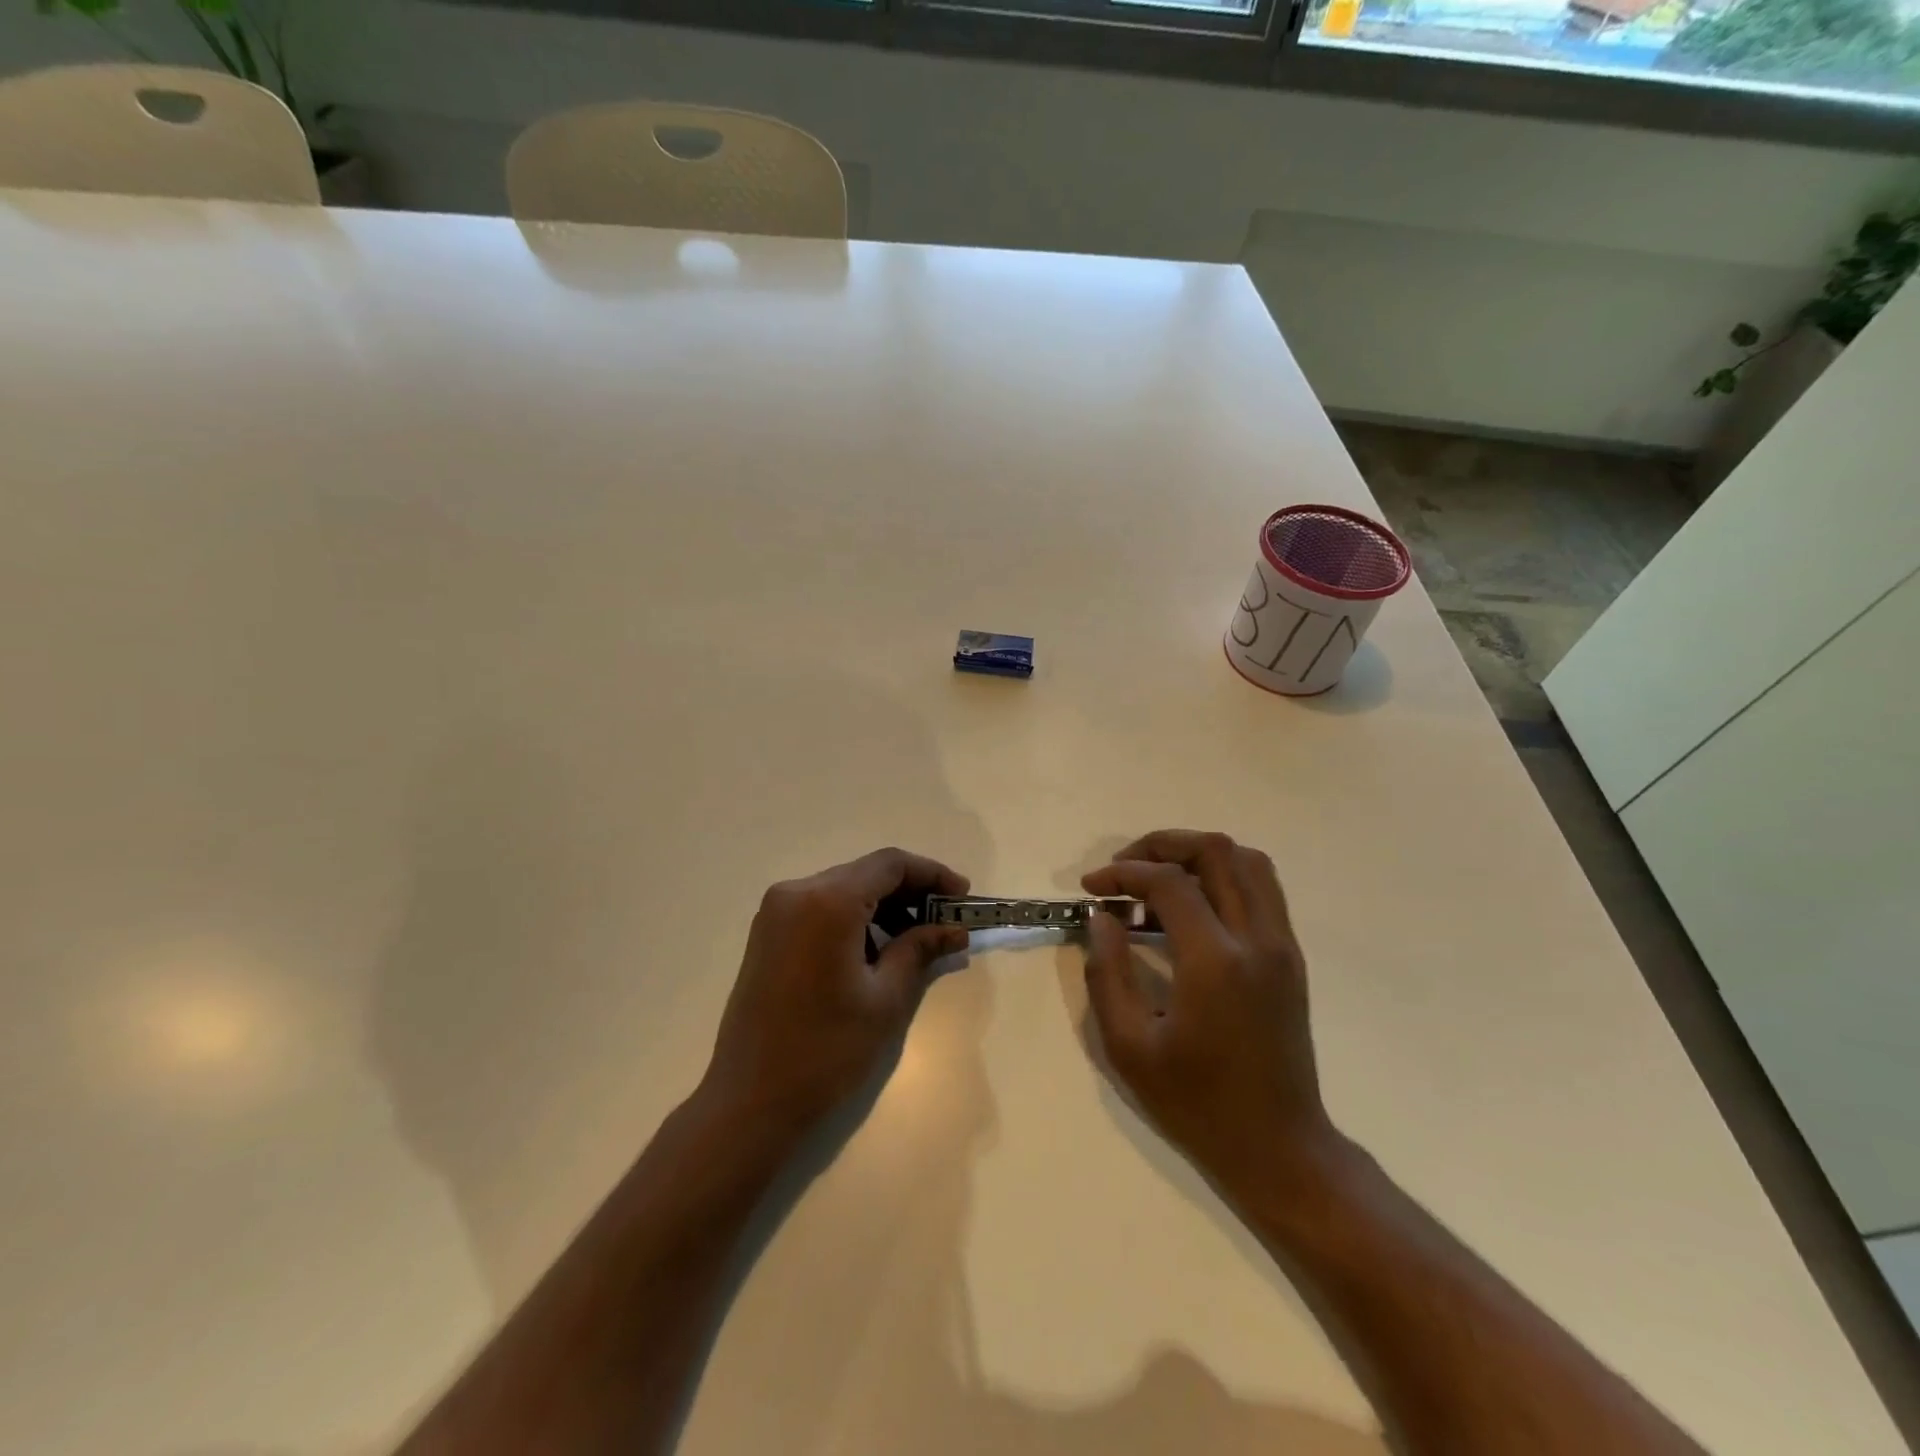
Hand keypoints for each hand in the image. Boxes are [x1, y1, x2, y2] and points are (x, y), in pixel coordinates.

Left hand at [699, 847, 969, 1141]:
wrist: (749, 1102)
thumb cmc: (826, 1050)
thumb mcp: (885, 999)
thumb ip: (920, 950)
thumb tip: (955, 930)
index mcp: (827, 901)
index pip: (890, 864)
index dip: (932, 874)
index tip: (962, 896)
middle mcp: (797, 892)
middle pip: (865, 873)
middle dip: (910, 891)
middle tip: (946, 922)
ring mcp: (776, 912)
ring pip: (843, 889)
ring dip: (883, 905)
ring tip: (916, 940)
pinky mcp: (767, 934)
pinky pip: (820, 908)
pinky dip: (854, 918)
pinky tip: (876, 950)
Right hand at [1081, 830, 1330, 1188]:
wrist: (1279, 1148)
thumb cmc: (1197, 1104)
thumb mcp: (1129, 1047)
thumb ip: (1107, 973)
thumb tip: (1100, 917)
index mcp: (1215, 963)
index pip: (1169, 882)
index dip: (1124, 873)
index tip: (1092, 888)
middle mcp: (1256, 940)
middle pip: (1215, 852)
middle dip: (1161, 845)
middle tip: (1124, 869)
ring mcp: (1281, 945)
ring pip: (1247, 861)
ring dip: (1197, 855)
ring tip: (1157, 879)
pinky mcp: (1291, 956)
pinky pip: (1262, 888)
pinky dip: (1223, 875)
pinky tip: (1191, 906)